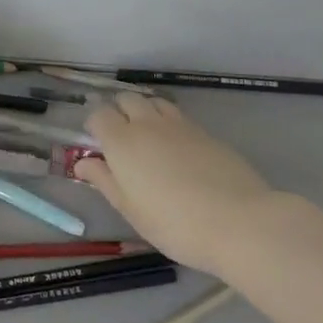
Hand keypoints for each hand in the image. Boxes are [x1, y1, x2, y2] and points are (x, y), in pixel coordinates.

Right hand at [75, 95, 288, 272]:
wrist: (239, 222)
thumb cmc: (173, 223)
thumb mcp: (130, 208)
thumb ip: (104, 180)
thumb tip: (83, 163)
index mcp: (121, 141)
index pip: (98, 114)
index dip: (94, 126)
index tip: (97, 145)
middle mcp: (148, 124)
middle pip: (127, 99)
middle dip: (119, 111)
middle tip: (121, 140)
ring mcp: (180, 125)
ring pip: (155, 103)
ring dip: (145, 112)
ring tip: (148, 138)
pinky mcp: (207, 133)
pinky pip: (180, 117)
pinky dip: (170, 124)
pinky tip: (178, 150)